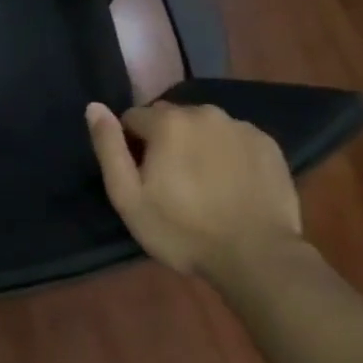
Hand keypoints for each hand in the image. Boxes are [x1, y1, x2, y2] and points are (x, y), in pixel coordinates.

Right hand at [86, 100, 303, 277]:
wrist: (256, 256)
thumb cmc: (183, 231)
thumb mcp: (129, 198)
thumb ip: (109, 148)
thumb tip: (94, 107)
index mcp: (168, 122)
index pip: (134, 118)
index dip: (131, 146)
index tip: (142, 178)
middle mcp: (204, 112)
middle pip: (171, 118)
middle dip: (165, 141)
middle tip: (171, 183)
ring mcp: (240, 126)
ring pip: (204, 126)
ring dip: (197, 144)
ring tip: (203, 184)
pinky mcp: (267, 143)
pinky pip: (234, 139)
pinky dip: (227, 153)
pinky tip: (231, 185)